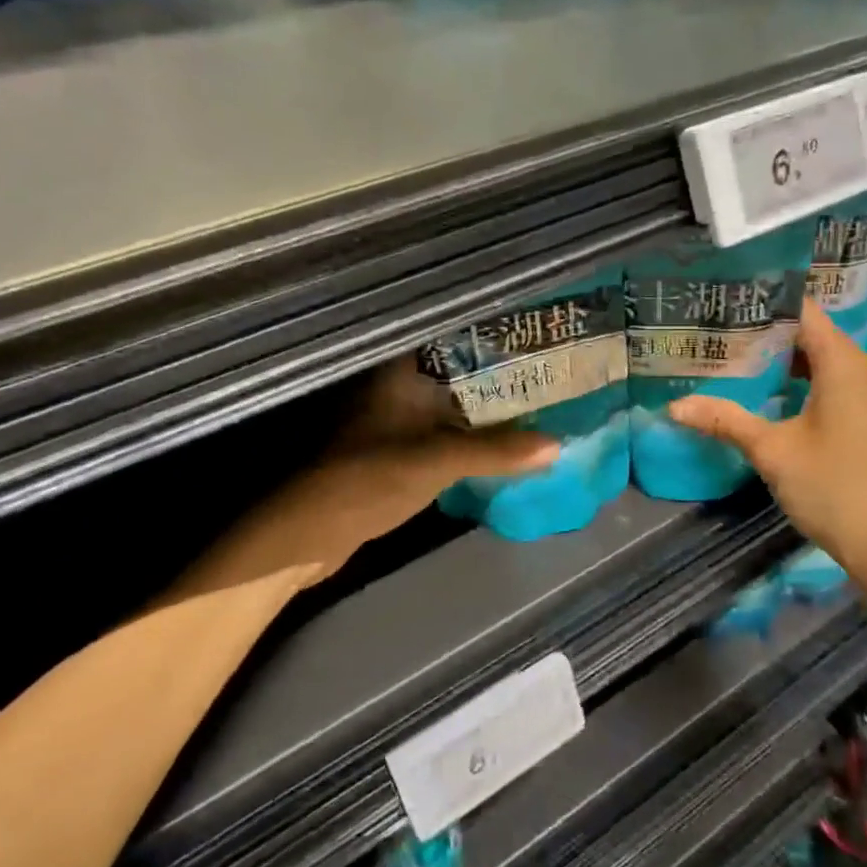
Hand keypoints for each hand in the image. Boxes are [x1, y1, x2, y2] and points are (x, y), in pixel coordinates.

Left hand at [177, 358, 556, 597]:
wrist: (308, 534)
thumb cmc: (368, 479)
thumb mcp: (437, 461)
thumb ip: (496, 451)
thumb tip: (557, 445)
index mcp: (401, 374)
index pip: (454, 340)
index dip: (493, 334)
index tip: (534, 332)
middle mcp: (400, 389)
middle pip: (459, 373)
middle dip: (501, 374)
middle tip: (550, 369)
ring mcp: (398, 422)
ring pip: (455, 405)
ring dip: (490, 408)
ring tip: (540, 400)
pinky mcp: (400, 453)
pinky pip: (448, 434)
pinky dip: (475, 436)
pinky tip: (506, 440)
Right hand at [667, 299, 866, 586]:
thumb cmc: (832, 487)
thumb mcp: (772, 450)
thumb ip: (725, 420)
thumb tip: (675, 405)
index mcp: (844, 364)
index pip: (804, 312)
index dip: (767, 301)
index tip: (728, 300)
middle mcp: (863, 371)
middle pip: (813, 334)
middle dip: (769, 332)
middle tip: (722, 330)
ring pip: (824, 361)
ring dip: (786, 360)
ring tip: (739, 358)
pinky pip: (835, 384)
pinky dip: (804, 381)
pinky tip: (772, 396)